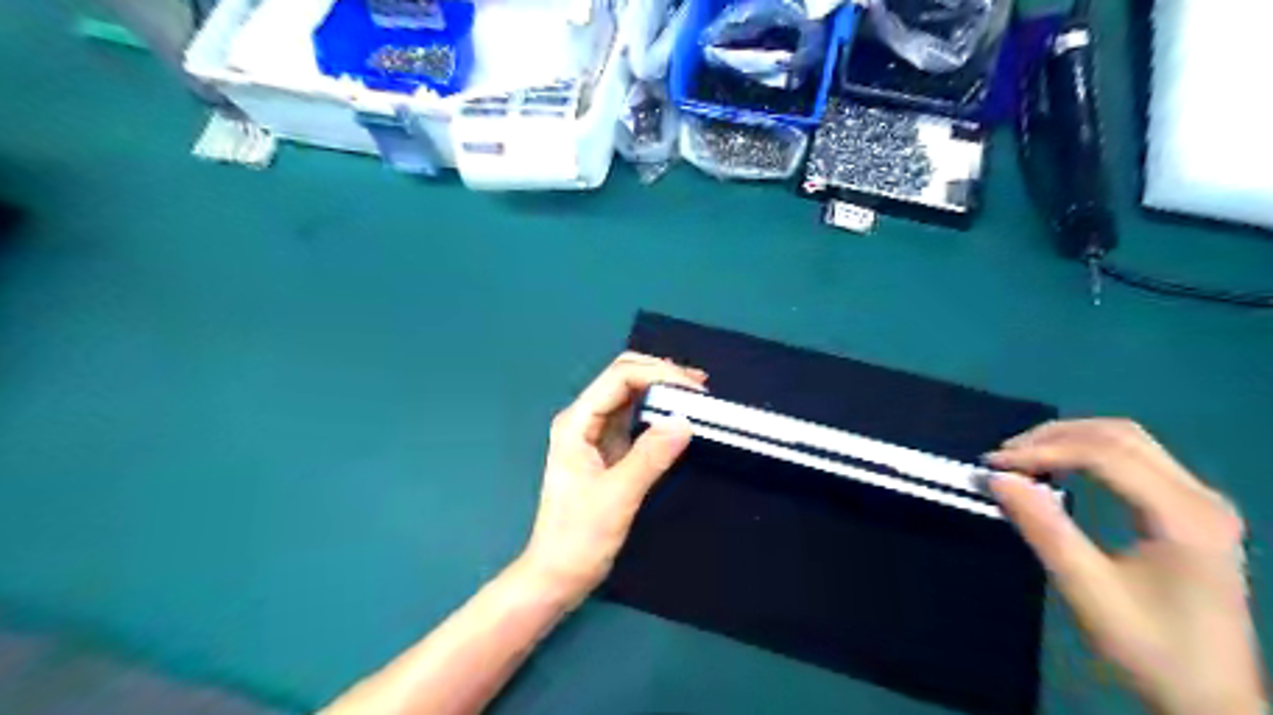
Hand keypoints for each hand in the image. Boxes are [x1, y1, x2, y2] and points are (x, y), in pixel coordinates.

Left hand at [522, 354, 710, 604]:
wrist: (556, 575)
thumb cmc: (578, 538)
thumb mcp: (616, 498)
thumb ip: (649, 457)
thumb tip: (685, 421)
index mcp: (577, 422)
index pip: (619, 378)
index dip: (658, 374)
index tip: (695, 390)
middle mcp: (584, 419)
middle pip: (623, 377)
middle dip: (661, 373)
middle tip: (699, 386)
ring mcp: (595, 433)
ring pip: (630, 394)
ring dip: (661, 389)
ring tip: (696, 394)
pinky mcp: (607, 449)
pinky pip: (635, 418)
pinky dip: (658, 410)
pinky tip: (677, 415)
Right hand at [981, 419, 1262, 713]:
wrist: (1212, 700)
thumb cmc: (1150, 647)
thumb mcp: (1088, 590)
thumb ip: (1044, 528)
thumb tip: (997, 478)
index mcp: (1185, 516)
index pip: (1105, 454)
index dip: (1043, 450)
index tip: (993, 465)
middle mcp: (1200, 497)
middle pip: (1119, 435)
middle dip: (1053, 436)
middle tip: (1004, 458)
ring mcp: (1200, 501)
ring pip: (1128, 440)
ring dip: (1069, 440)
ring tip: (1023, 459)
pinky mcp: (1190, 510)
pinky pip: (1135, 459)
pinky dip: (1087, 453)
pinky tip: (1059, 468)